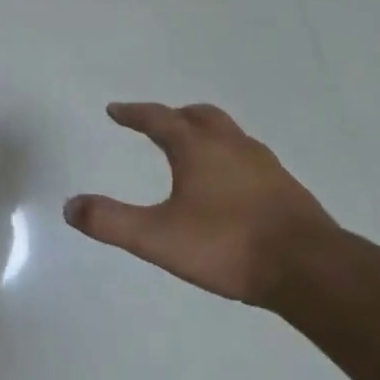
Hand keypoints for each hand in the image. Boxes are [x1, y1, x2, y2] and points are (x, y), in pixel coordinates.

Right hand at [64, 102, 334, 306]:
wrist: (310, 269)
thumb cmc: (228, 246)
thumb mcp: (157, 238)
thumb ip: (111, 221)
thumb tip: (70, 206)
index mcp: (199, 150)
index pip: (159, 119)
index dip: (134, 113)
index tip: (115, 110)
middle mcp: (233, 147)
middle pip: (200, 116)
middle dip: (175, 116)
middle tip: (157, 123)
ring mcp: (265, 166)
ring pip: (230, 135)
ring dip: (206, 134)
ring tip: (193, 151)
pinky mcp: (287, 188)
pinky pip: (250, 158)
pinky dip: (230, 158)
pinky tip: (231, 186)